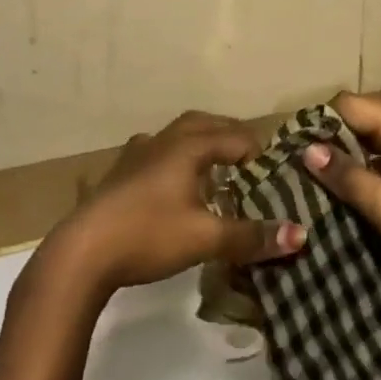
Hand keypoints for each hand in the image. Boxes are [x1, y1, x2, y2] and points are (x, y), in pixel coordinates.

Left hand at [43, 111, 306, 296]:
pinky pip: (154, 153)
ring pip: (175, 135)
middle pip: (204, 124)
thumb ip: (252, 236)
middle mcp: (163, 141)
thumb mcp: (205, 239)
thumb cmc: (147, 236)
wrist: (78, 256)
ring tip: (212, 167)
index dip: (259, 153)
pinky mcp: (116, 175)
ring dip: (198, 143)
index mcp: (189, 146)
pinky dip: (171, 159)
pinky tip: (170, 184)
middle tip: (248, 159)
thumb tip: (302, 234)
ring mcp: (135, 156)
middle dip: (229, 136)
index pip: (236, 137)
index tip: (273, 174)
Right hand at [303, 92, 380, 307]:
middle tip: (301, 165)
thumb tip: (308, 149)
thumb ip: (348, 175)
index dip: (324, 121)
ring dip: (355, 156)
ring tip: (319, 178)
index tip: (294, 144)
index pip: (355, 105)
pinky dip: (375, 168)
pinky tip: (355, 191)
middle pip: (369, 119)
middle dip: (337, 139)